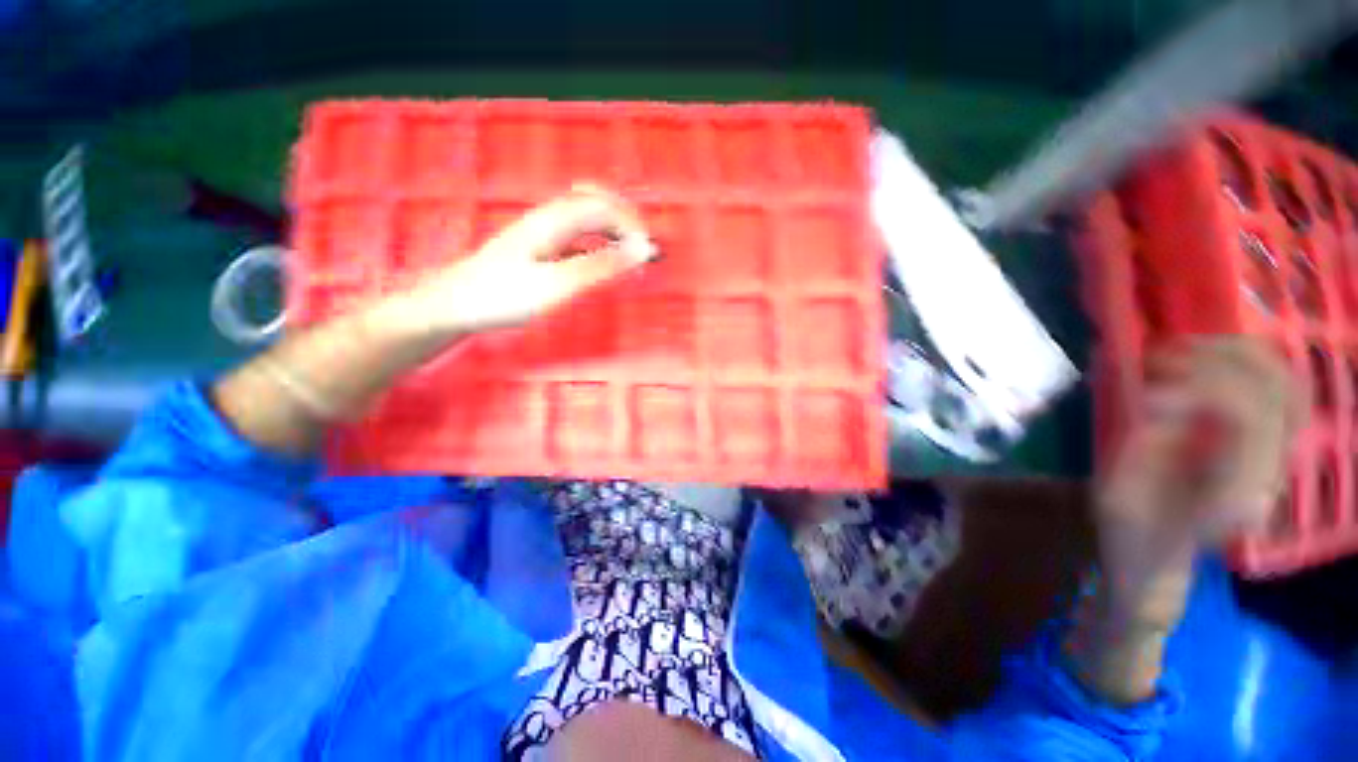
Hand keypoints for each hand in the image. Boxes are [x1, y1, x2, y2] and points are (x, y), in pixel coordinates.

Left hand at [398, 184, 655, 336]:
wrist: (453, 306)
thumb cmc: (503, 296)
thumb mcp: (557, 284)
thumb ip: (600, 266)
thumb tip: (641, 250)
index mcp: (554, 221)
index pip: (604, 207)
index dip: (632, 226)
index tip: (649, 256)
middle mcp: (549, 220)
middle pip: (596, 206)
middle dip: (625, 224)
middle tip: (643, 253)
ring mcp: (541, 233)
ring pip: (586, 220)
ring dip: (612, 234)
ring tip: (629, 257)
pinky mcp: (537, 249)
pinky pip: (576, 237)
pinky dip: (597, 246)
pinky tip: (600, 263)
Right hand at [1095, 337, 1304, 622]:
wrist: (1156, 554)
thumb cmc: (1132, 530)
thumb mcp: (1121, 495)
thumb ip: (1144, 446)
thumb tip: (1156, 395)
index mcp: (1239, 491)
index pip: (1249, 414)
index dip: (1197, 388)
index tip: (1144, 394)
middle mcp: (1271, 468)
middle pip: (1275, 387)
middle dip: (1215, 359)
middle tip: (1157, 358)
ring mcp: (1273, 453)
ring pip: (1282, 378)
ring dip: (1229, 352)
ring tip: (1174, 349)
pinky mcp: (1262, 441)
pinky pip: (1271, 383)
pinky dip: (1238, 359)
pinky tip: (1197, 356)